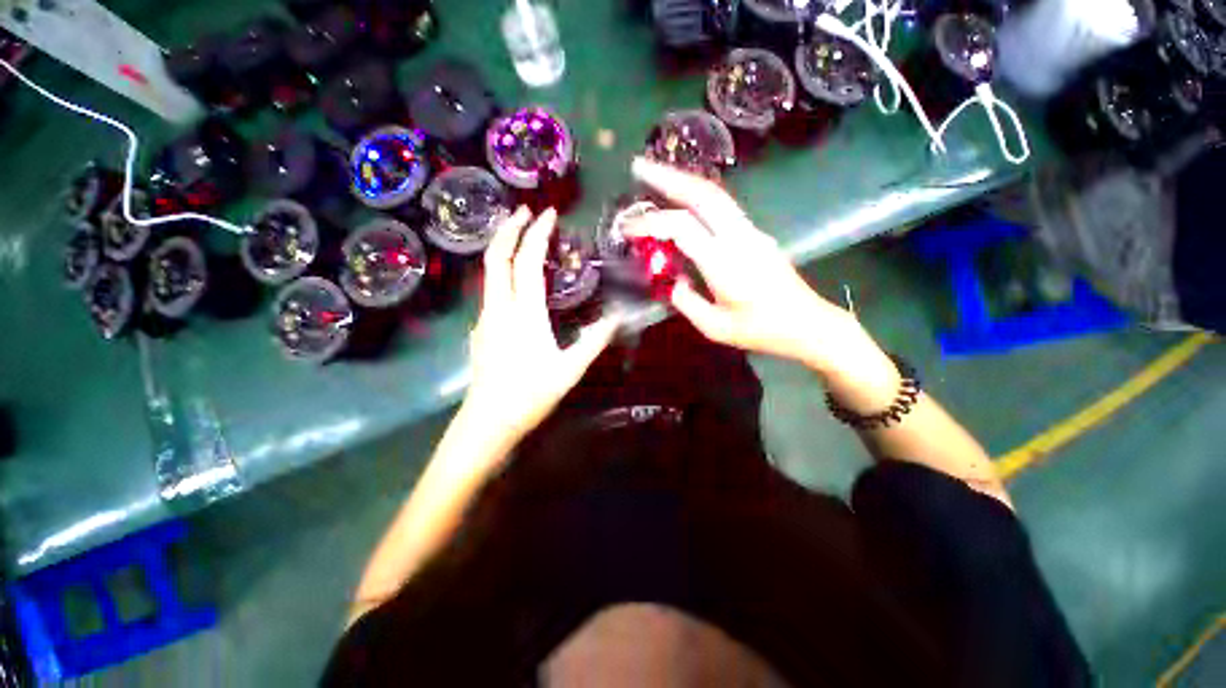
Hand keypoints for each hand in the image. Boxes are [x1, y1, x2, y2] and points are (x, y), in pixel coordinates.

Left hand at [463, 207, 620, 444]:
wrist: (488, 422)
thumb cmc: (530, 395)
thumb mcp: (570, 370)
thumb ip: (595, 341)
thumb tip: (617, 317)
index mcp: (523, 315)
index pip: (526, 262)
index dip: (537, 234)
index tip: (549, 213)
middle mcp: (499, 308)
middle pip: (496, 257)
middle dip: (509, 228)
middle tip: (525, 211)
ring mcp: (485, 318)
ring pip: (489, 272)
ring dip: (503, 247)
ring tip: (521, 237)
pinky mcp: (481, 329)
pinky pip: (491, 291)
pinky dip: (503, 273)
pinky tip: (516, 282)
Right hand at [626, 158, 877, 374]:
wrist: (806, 324)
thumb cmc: (760, 331)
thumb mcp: (714, 327)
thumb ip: (685, 301)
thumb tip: (669, 279)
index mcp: (725, 263)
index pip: (681, 228)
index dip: (651, 223)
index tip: (627, 228)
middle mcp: (739, 237)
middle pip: (703, 194)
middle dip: (668, 177)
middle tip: (639, 167)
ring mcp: (751, 231)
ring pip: (715, 194)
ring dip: (684, 180)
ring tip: (657, 175)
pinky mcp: (755, 233)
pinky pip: (723, 207)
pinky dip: (698, 196)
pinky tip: (683, 200)